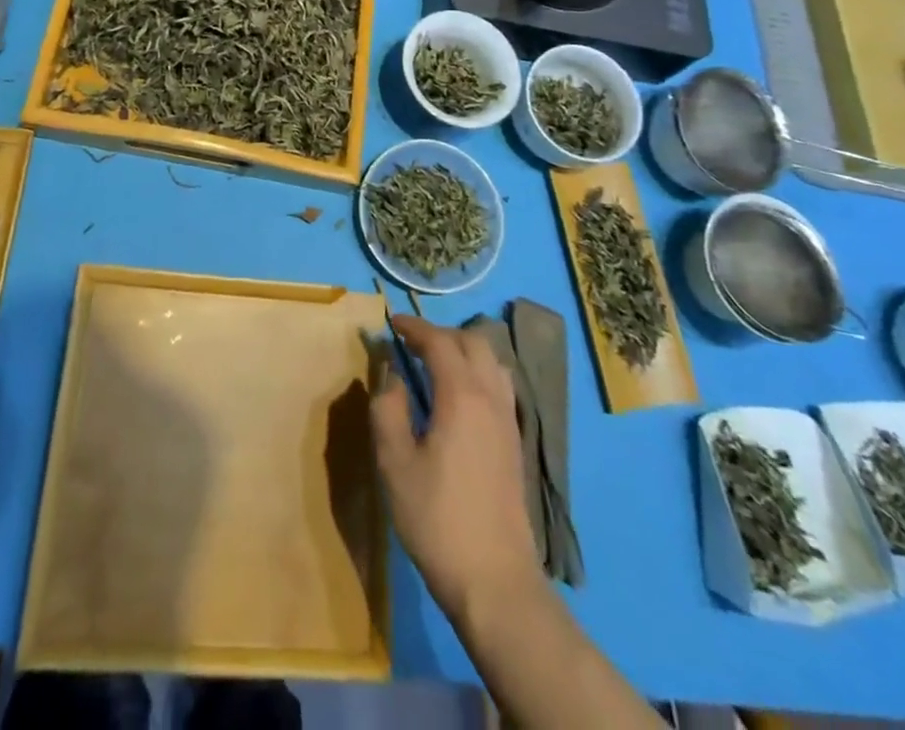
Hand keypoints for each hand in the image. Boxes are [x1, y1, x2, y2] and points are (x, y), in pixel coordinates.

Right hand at [371, 316, 543, 624]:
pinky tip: (459, 397)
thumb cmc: (437, 519)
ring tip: (435, 365)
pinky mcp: (516, 443)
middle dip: (441, 334)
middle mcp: (492, 398)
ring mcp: (509, 420)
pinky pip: (500, 385)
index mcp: (463, 396)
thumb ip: (388, 409)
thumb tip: (392, 376)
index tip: (391, 323)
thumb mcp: (395, 463)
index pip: (439, 341)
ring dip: (463, 351)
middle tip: (410, 344)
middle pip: (473, 342)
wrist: (495, 581)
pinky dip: (478, 373)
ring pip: (492, 362)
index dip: (414, 327)